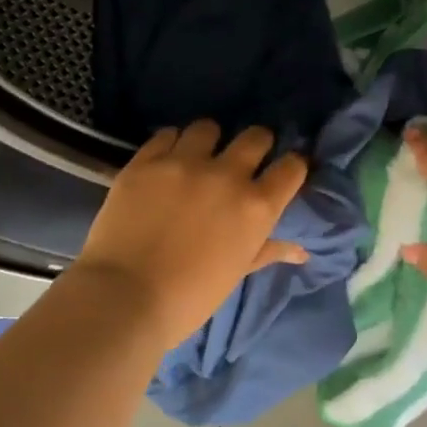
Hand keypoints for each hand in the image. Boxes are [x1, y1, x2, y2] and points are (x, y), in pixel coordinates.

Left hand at [74, 121, 309, 350]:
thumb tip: (301, 251)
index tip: (283, 173)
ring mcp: (183, 163)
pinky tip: (166, 162)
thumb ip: (268, 250)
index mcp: (256, 206)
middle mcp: (226, 175)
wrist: (125, 298)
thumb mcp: (236, 273)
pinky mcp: (145, 161)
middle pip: (255, 136)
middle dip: (256, 144)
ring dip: (209, 141)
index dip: (292, 166)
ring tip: (198, 157)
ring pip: (207, 128)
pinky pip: (166, 135)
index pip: (292, 167)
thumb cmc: (190, 297)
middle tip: (244, 159)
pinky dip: (171, 145)